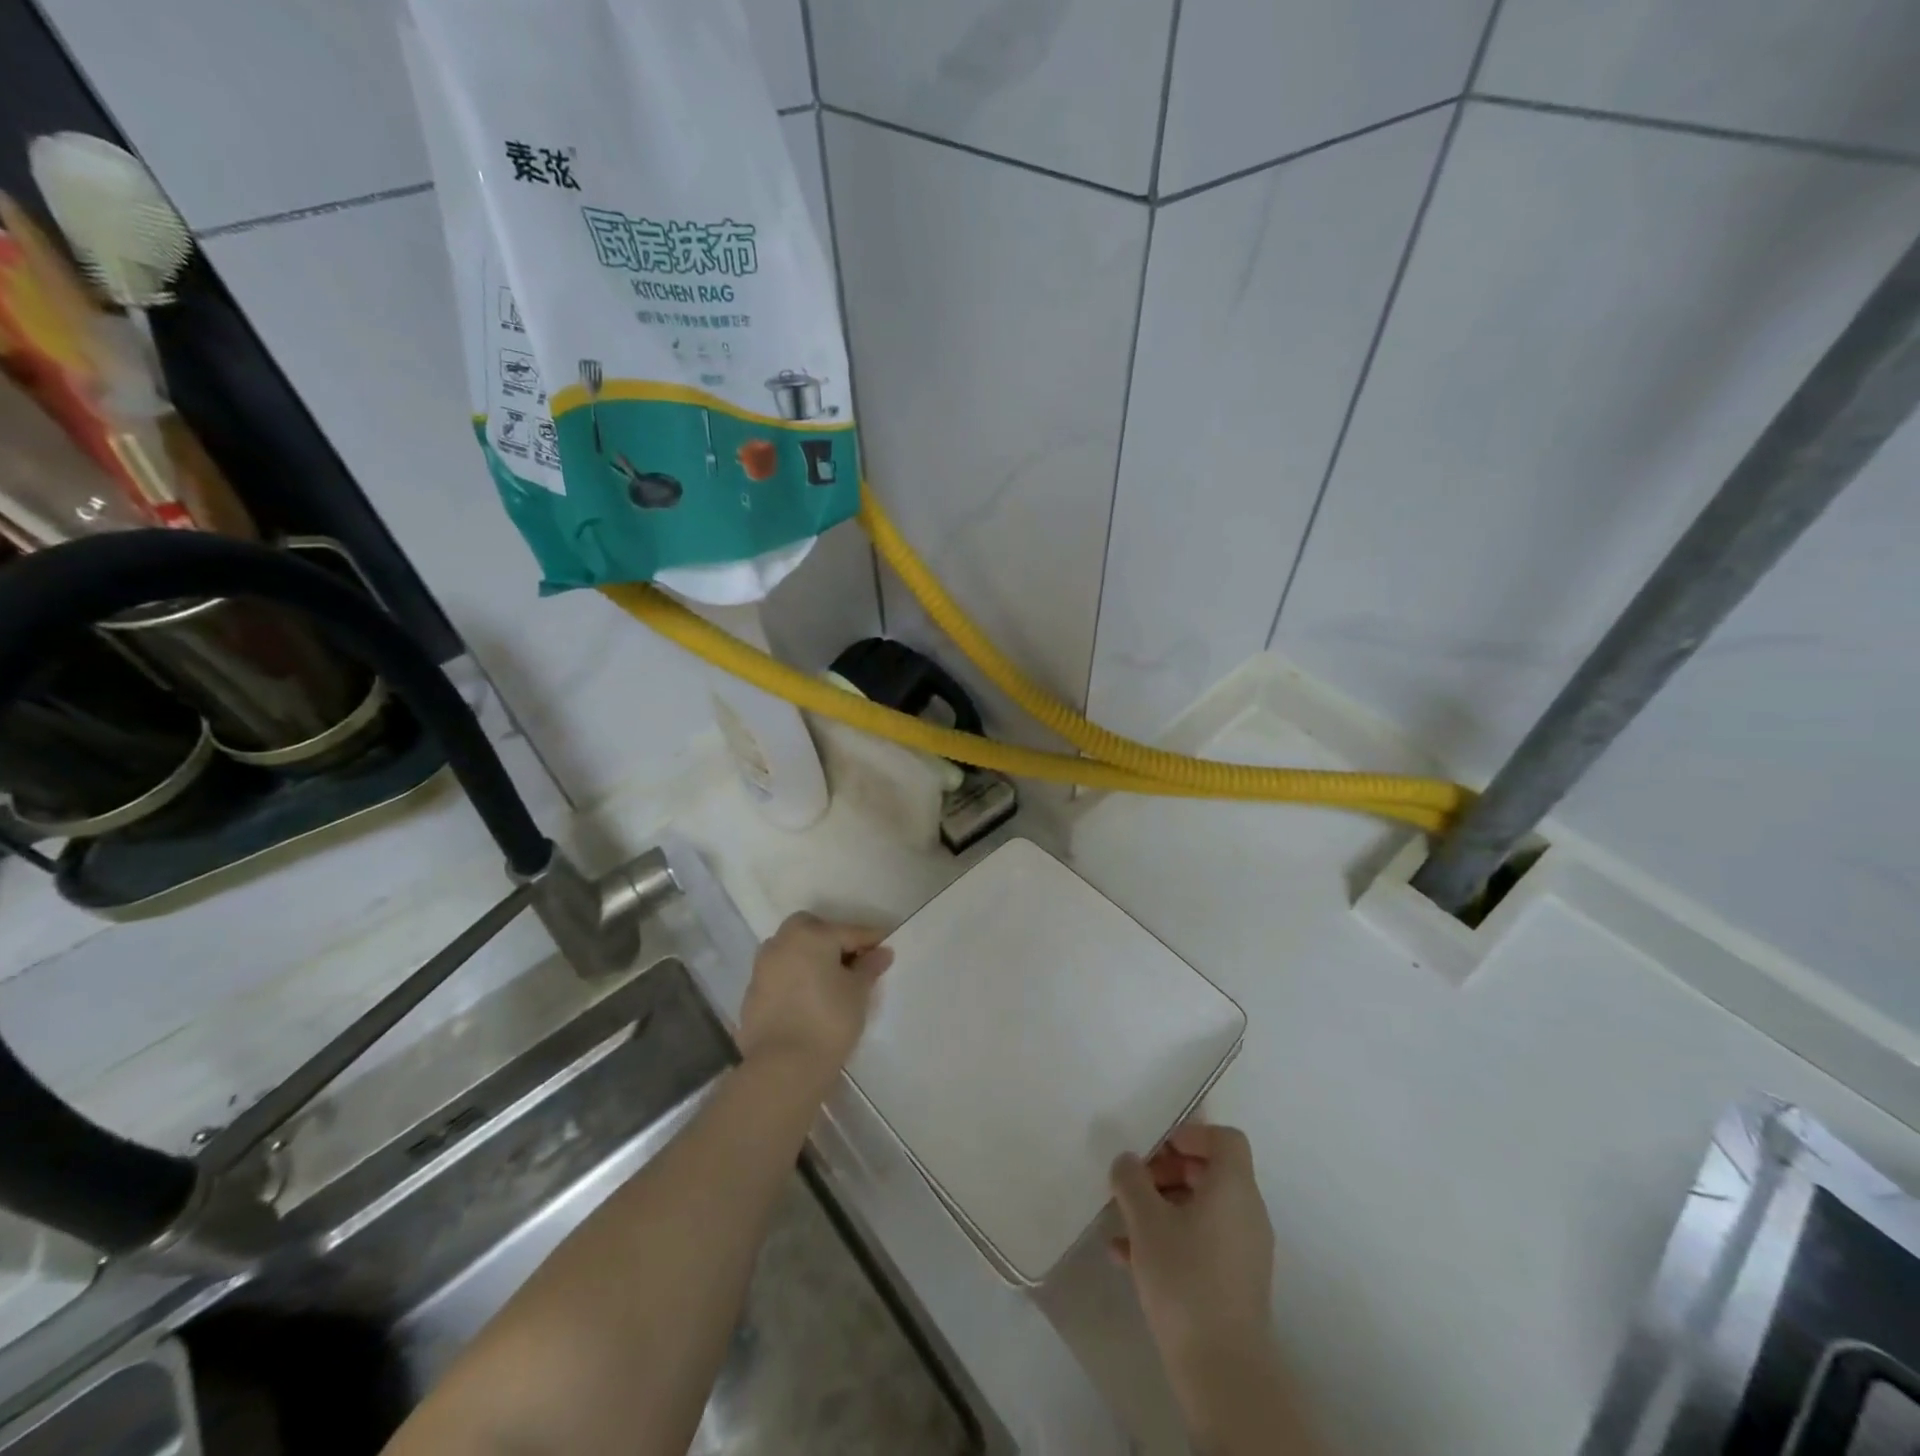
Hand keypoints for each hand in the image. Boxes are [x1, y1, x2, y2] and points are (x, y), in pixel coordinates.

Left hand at [737, 913, 891, 1079]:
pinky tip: (809, 999)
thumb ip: (869, 967)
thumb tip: (881, 952)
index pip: (849, 931)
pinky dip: (795, 979)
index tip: (886, 948)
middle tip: (853, 962)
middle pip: (813, 931)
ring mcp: (763, 967)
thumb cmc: (828, 1021)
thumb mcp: (858, 992)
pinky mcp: (752, 993)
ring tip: (830, 982)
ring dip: (810, 958)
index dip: (871, 940)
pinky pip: (781, 975)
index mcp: (811, 934)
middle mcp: (782, 942)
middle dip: (833, 940)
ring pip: (792, 951)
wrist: (782, 1068)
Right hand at [1110, 1124, 1276, 1397]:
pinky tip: (1126, 1257)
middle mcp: (1247, 1212)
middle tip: (1133, 1183)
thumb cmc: (1185, 1278)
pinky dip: (1170, 1237)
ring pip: (1201, 1208)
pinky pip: (1201, 1240)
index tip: (1155, 1149)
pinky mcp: (1234, 1281)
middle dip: (1167, 1170)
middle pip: (1210, 1171)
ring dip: (1162, 1205)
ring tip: (1122, 1221)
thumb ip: (1131, 1180)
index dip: (1190, 1134)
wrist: (1222, 1371)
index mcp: (1234, 1187)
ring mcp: (1244, 1250)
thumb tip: (1127, 1161)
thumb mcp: (1146, 1221)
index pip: (1224, 1138)